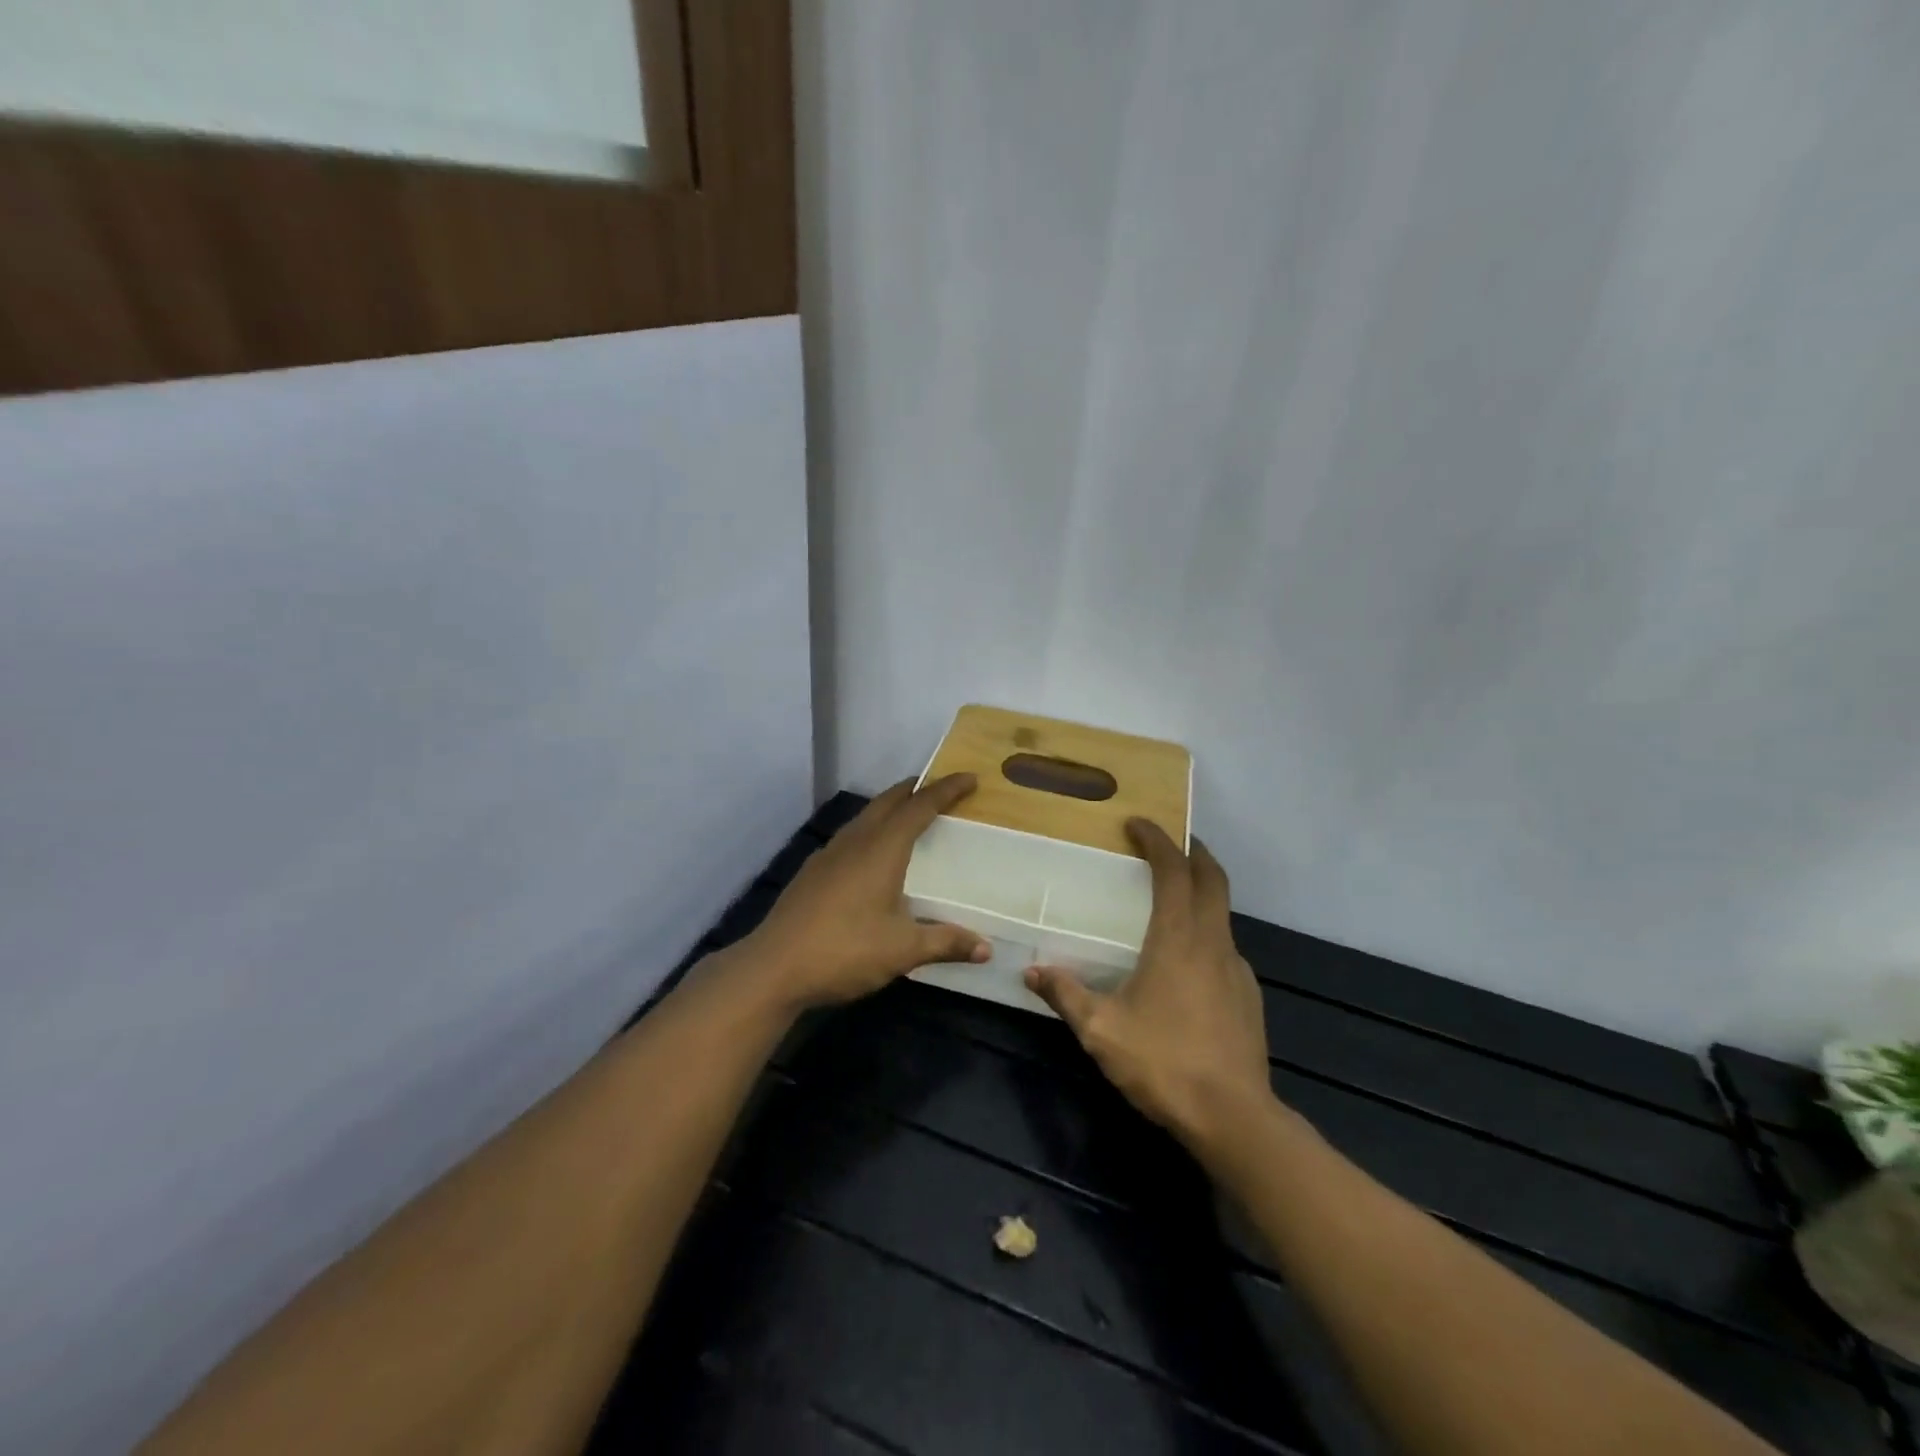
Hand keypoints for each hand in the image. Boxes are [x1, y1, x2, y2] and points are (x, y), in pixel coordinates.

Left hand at [739, 774, 990, 1009]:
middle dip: (915, 789)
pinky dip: (871, 829)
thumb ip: (945, 943)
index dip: (946, 790)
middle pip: (888, 802)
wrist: (773, 968)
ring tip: (908, 815)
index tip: (969, 778)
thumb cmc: (844, 951)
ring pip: (865, 817)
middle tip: (940, 788)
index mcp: (881, 849)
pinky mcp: (812, 872)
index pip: (919, 807)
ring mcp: (828, 855)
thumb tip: (986, 949)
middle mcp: (854, 842)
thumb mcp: (902, 950)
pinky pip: (850, 836)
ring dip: (890, 808)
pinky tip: (871, 854)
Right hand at [1025, 821, 1271, 1149]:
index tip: (1138, 824)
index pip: (1174, 870)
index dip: (1158, 840)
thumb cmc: (1164, 1062)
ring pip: (1223, 913)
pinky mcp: (1249, 995)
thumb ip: (1065, 995)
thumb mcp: (1101, 1030)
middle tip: (1169, 842)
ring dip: (1202, 892)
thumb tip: (1031, 972)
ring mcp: (1237, 968)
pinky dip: (1207, 932)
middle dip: (1193, 852)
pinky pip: (1226, 947)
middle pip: (1213, 879)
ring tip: (1173, 899)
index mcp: (1178, 938)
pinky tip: (1187, 960)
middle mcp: (1213, 942)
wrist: (1235, 1118)